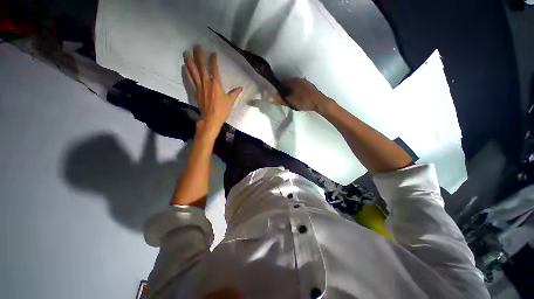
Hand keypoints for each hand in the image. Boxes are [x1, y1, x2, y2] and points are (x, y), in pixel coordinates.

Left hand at [184, 45, 242, 134]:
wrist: (211, 118)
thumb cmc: (222, 110)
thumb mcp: (230, 101)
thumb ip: (235, 93)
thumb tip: (241, 88)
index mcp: (216, 84)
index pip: (214, 69)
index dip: (213, 60)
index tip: (213, 53)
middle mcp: (206, 83)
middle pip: (201, 67)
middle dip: (199, 55)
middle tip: (196, 45)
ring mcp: (199, 87)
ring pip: (194, 72)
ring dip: (190, 61)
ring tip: (186, 52)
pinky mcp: (196, 92)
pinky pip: (190, 80)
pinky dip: (187, 73)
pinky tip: (184, 66)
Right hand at [274, 78, 331, 112]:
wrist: (319, 102)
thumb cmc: (304, 102)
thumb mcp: (290, 102)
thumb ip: (280, 99)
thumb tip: (269, 97)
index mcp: (293, 81)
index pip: (282, 82)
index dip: (279, 89)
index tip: (278, 96)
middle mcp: (299, 79)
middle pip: (288, 83)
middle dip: (285, 90)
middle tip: (284, 99)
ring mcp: (305, 82)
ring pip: (294, 85)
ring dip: (291, 91)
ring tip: (291, 99)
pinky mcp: (309, 86)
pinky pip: (300, 87)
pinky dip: (297, 91)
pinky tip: (298, 98)